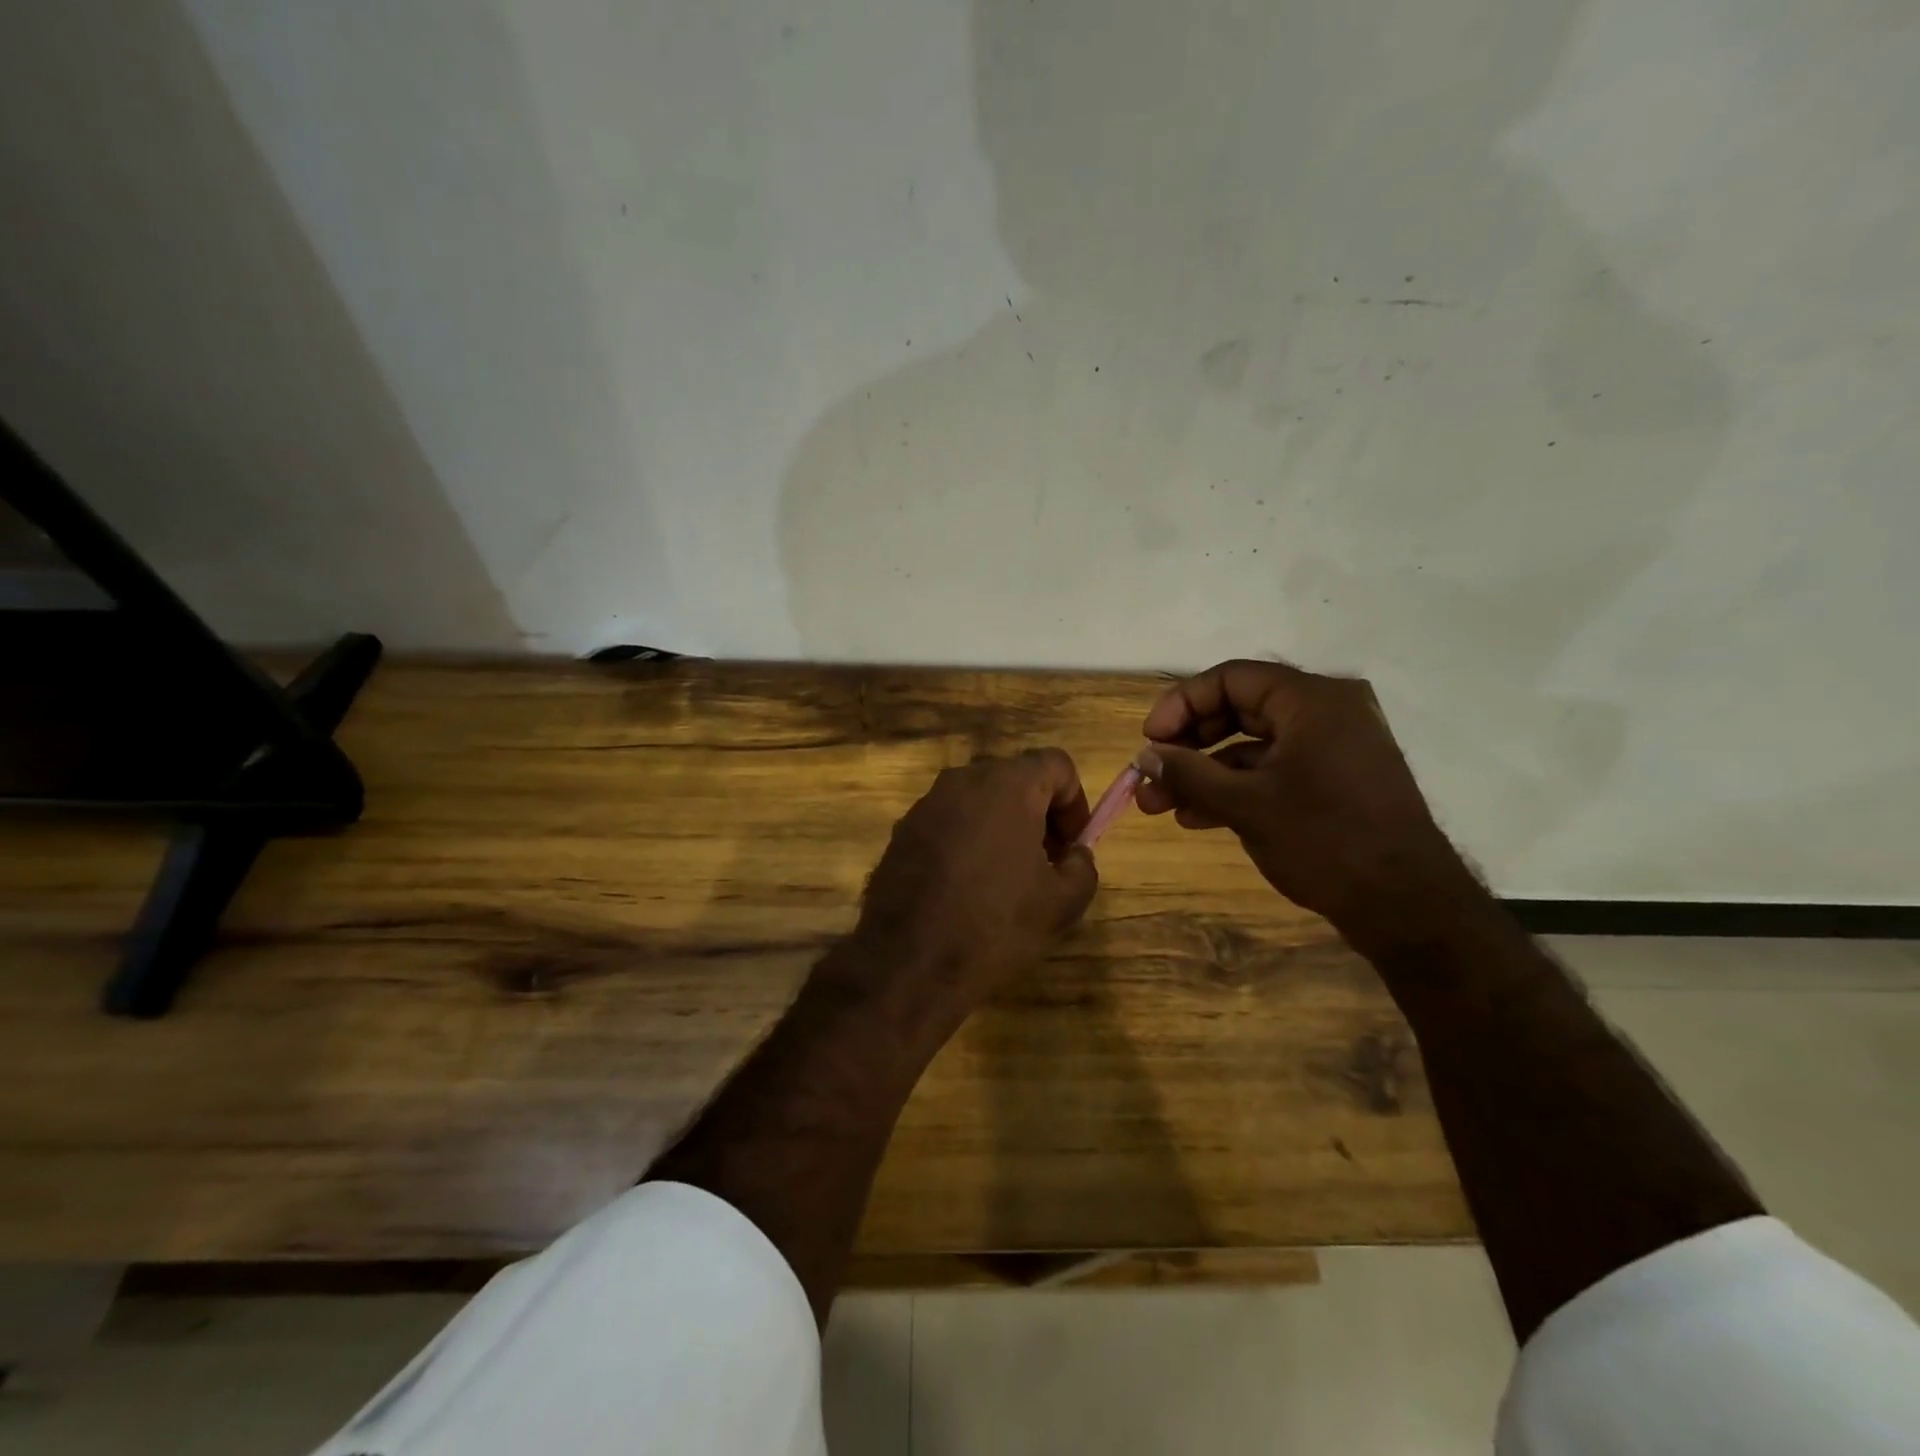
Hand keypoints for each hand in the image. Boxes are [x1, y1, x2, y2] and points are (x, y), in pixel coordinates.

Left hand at [833, 750, 1099, 1023]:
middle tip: (1047, 864)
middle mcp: (963, 780)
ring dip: (1002, 827)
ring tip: (1006, 880)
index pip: (1056, 765)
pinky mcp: (902, 830)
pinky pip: (948, 822)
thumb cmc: (995, 925)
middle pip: (1016, 779)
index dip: (1075, 802)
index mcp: (1008, 785)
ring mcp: (926, 804)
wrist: (909, 962)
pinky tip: (967, 888)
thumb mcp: (1061, 904)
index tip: (1073, 846)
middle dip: (1039, 814)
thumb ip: (1082, 867)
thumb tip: (1075, 855)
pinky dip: (967, 840)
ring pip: (979, 800)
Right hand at [1136, 659, 1477, 943]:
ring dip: (1203, 773)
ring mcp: (1331, 748)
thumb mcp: (1246, 805)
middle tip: (1150, 774)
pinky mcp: (1333, 781)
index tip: (1149, 741)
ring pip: (1251, 746)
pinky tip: (1197, 817)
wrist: (1407, 907)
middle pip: (1238, 710)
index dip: (1180, 705)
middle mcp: (1324, 712)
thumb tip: (1144, 755)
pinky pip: (1272, 770)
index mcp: (1311, 700)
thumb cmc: (1325, 841)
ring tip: (1160, 805)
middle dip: (1187, 745)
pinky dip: (1235, 788)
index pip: (1230, 679)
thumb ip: (1189, 773)